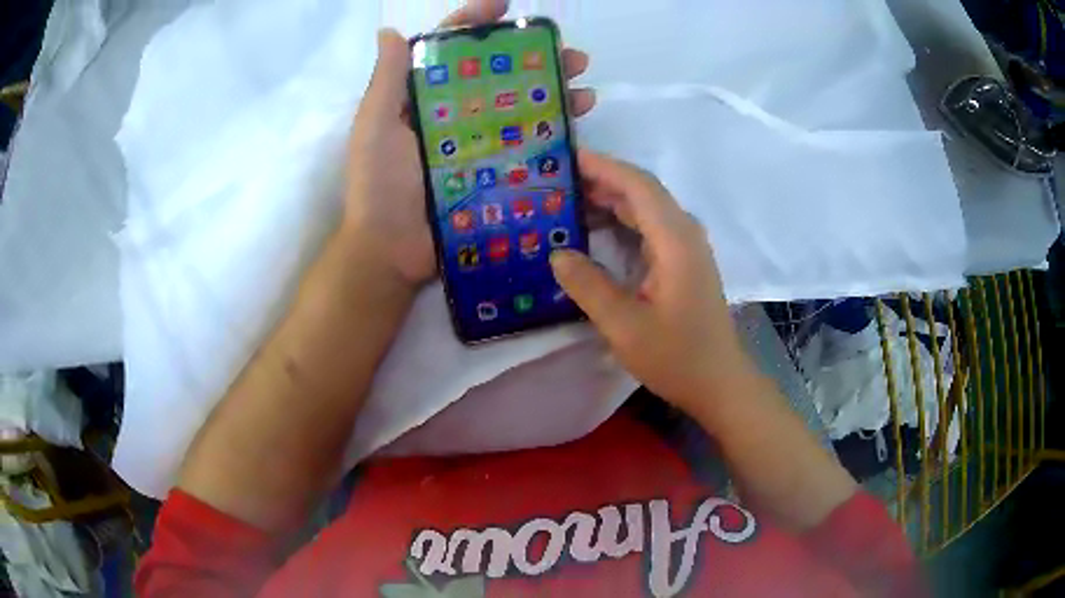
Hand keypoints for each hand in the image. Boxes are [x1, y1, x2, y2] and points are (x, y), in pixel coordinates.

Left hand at [342, 0, 595, 290]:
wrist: (390, 252)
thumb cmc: (379, 186)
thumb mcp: (375, 127)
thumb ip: (386, 81)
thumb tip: (391, 31)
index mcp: (421, 99)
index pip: (448, 50)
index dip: (474, 23)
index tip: (505, 6)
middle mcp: (451, 115)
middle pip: (496, 75)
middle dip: (533, 59)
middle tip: (569, 54)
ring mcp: (474, 145)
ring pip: (518, 107)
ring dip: (552, 93)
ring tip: (585, 87)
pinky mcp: (491, 174)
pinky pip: (524, 146)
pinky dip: (550, 133)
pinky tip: (576, 126)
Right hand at [550, 151, 755, 413]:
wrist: (718, 382)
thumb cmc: (676, 357)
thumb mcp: (624, 326)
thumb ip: (588, 285)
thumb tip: (557, 253)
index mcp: (675, 240)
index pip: (638, 186)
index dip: (603, 167)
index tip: (566, 158)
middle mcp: (685, 233)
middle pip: (642, 191)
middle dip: (601, 180)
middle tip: (556, 181)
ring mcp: (687, 246)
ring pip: (646, 208)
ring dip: (610, 199)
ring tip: (567, 200)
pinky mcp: (684, 260)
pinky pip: (650, 226)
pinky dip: (622, 220)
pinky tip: (596, 229)